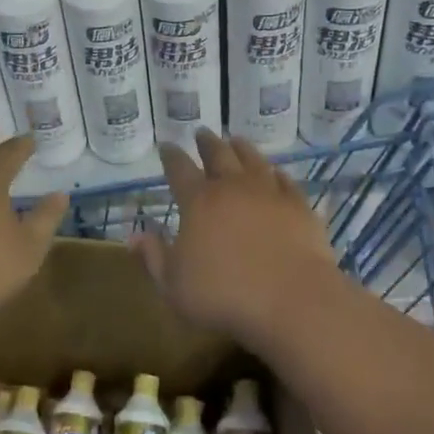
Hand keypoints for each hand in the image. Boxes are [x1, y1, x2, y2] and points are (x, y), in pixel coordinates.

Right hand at [131, 130, 339, 341]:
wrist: (292, 301)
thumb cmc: (224, 296)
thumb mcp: (174, 285)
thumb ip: (154, 257)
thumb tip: (134, 236)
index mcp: (198, 202)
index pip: (179, 169)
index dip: (171, 156)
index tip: (166, 145)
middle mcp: (233, 188)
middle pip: (218, 155)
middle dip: (207, 143)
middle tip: (202, 132)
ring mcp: (269, 194)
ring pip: (253, 160)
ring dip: (241, 148)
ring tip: (235, 140)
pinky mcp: (299, 207)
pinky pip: (286, 181)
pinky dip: (277, 173)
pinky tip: (276, 172)